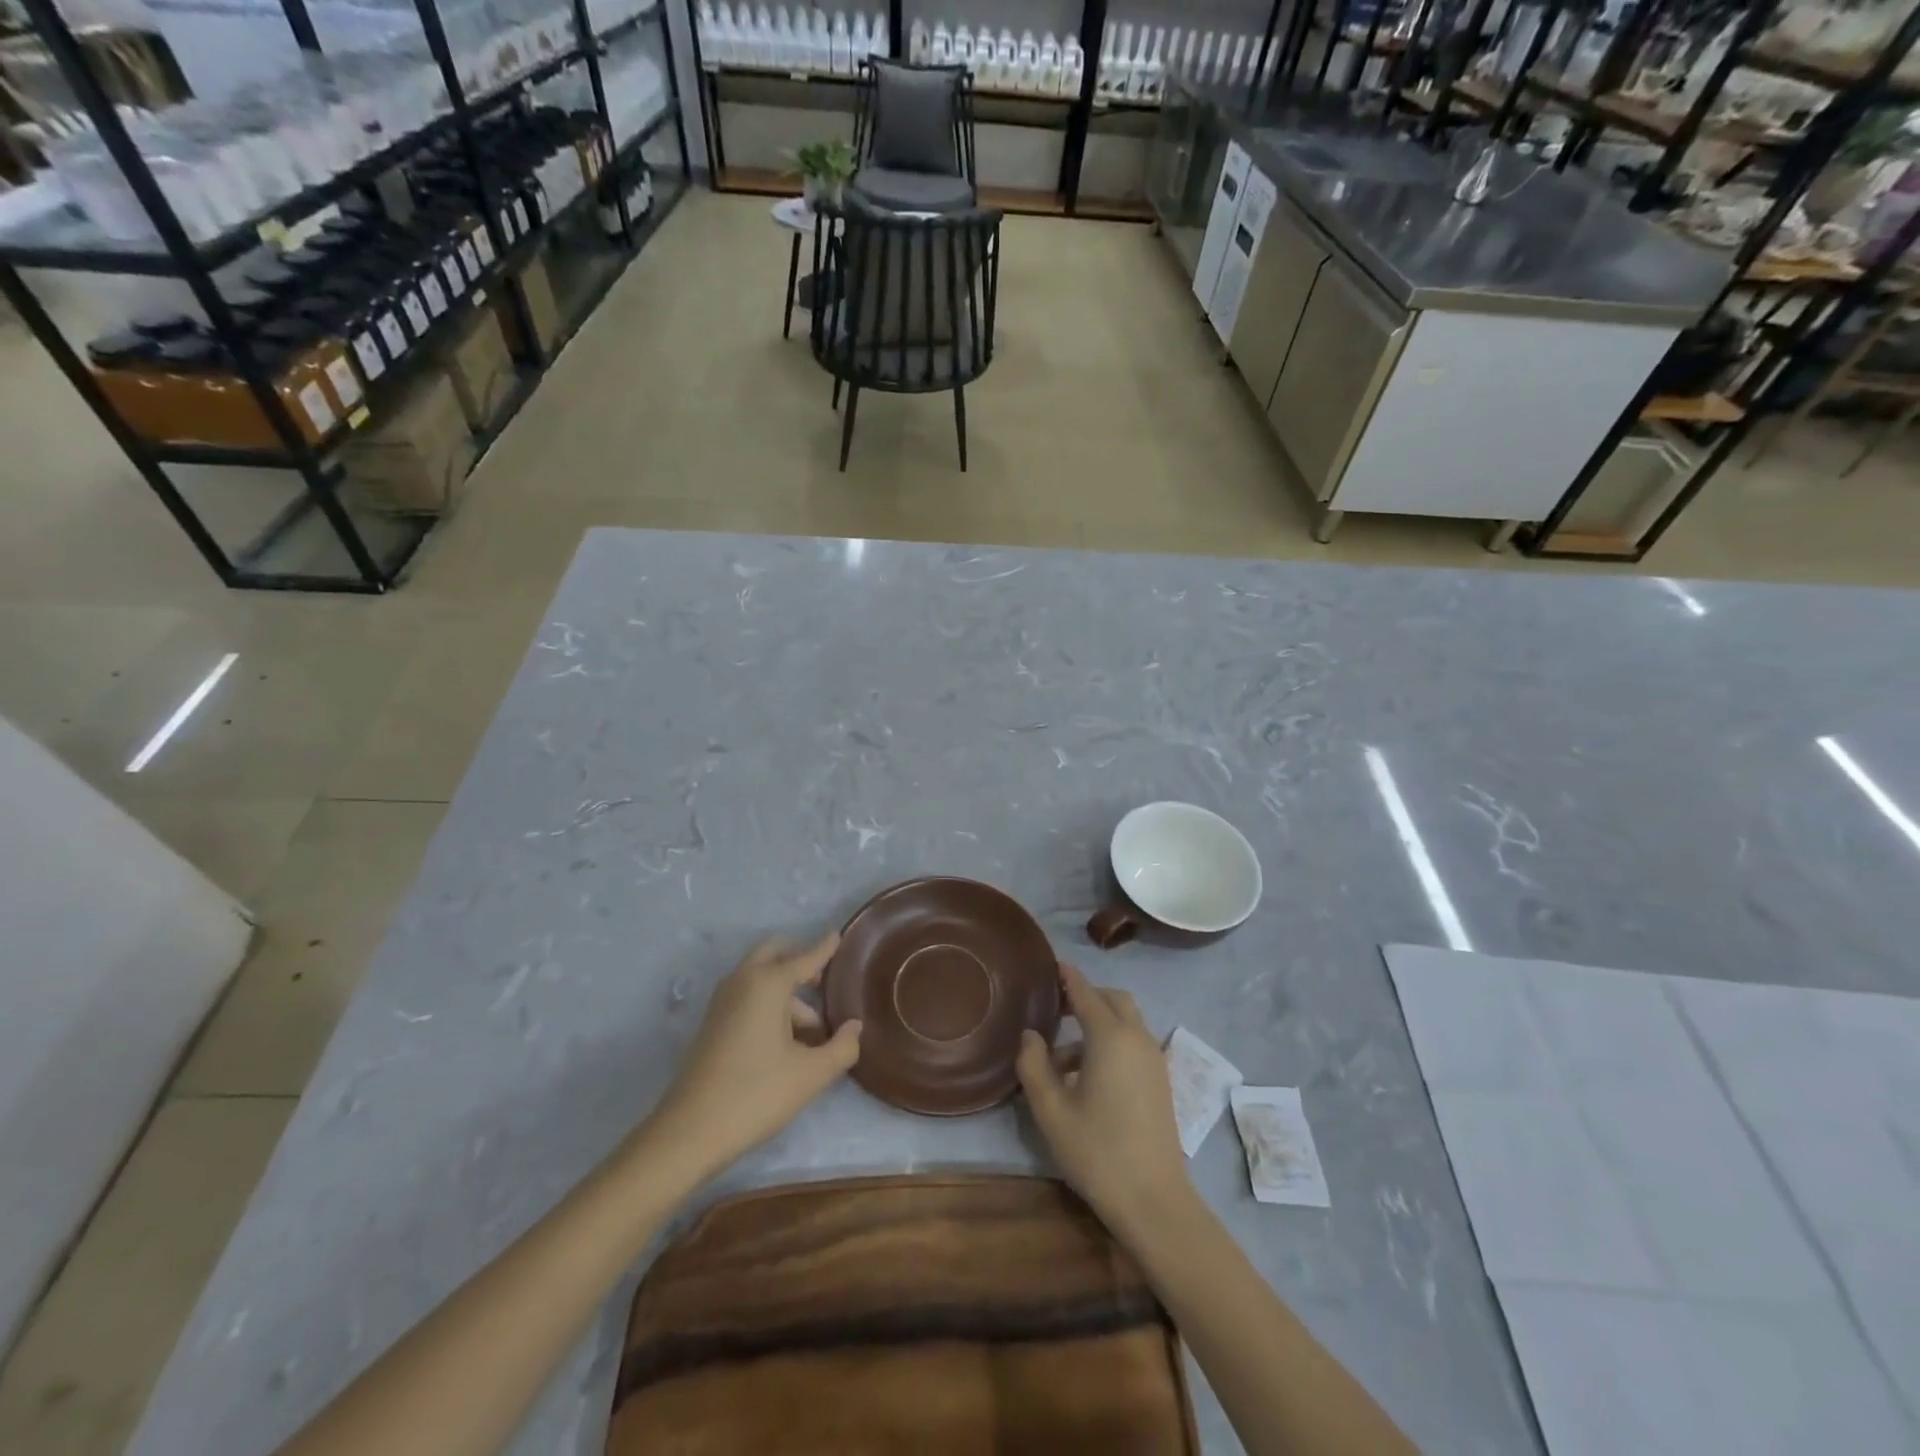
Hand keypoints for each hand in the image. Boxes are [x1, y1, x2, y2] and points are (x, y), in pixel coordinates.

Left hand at [643, 932, 861, 1181]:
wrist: (690, 1131)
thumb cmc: (757, 1093)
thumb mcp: (811, 1074)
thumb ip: (842, 1047)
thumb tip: (854, 1027)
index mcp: (768, 983)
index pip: (805, 957)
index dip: (825, 947)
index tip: (837, 935)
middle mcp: (743, 981)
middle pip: (774, 953)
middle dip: (799, 959)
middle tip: (823, 981)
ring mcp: (723, 1001)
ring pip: (760, 977)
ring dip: (786, 990)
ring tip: (812, 1030)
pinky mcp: (713, 1022)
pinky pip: (747, 995)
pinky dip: (768, 1002)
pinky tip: (785, 1040)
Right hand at [1016, 962, 1190, 1234]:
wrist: (1154, 1201)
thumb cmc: (1098, 1151)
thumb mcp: (1051, 1110)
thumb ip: (1034, 1065)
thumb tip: (1030, 1036)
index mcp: (1110, 1037)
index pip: (1086, 992)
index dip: (1067, 977)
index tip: (1051, 965)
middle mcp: (1137, 1038)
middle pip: (1113, 1000)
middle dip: (1086, 996)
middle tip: (1055, 1007)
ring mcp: (1154, 1060)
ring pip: (1126, 1022)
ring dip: (1097, 1024)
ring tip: (1061, 1057)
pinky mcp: (1161, 1081)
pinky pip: (1133, 1043)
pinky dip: (1111, 1042)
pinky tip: (1087, 1077)